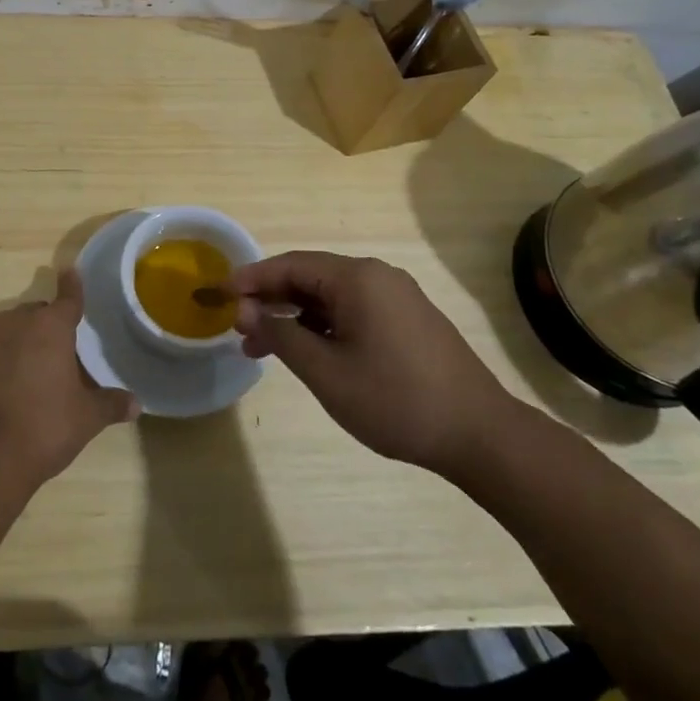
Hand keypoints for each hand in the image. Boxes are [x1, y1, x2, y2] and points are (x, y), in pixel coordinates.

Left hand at [0, 268, 138, 485]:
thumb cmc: (43, 428)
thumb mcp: (85, 419)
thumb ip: (110, 405)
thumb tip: (135, 404)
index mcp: (48, 327)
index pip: (67, 299)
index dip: (72, 287)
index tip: (70, 271)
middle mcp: (10, 323)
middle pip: (32, 317)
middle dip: (43, 331)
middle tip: (54, 362)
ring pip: (0, 334)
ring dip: (12, 348)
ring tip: (21, 382)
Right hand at [230, 251, 523, 477]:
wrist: (480, 435)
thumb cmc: (395, 400)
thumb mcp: (325, 371)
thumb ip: (280, 334)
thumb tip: (245, 310)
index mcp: (357, 278)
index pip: (290, 265)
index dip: (251, 279)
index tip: (219, 294)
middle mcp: (377, 277)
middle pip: (309, 278)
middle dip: (270, 301)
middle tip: (237, 327)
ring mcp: (397, 298)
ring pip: (330, 297)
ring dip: (294, 317)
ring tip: (262, 347)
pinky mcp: (408, 321)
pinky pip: (353, 311)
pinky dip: (322, 326)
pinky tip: (306, 352)